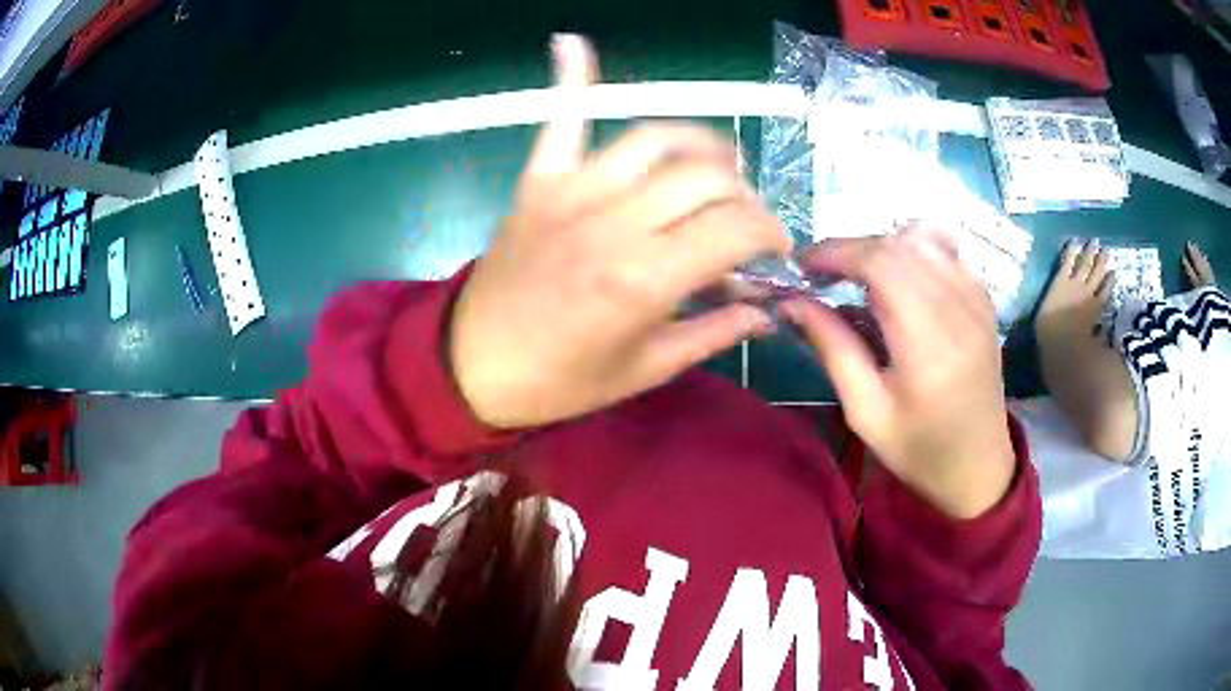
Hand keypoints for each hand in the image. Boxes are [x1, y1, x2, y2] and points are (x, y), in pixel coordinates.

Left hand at [448, 35, 791, 428]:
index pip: (736, 227)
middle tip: (743, 223)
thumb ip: (714, 333)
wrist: (473, 368)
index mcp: (645, 278)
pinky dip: (571, 80)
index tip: (776, 250)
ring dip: (699, 144)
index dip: (771, 232)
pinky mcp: (538, 182)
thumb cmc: (561, 381)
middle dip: (743, 196)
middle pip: (706, 176)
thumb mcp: (645, 371)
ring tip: (716, 165)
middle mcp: (615, 221)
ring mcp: (572, 192)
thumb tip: (767, 309)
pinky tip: (573, 41)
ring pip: (655, 139)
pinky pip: (558, 121)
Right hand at [781, 229, 1015, 518]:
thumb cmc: (919, 449)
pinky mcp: (985, 301)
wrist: (978, 466)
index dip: (838, 253)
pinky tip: (899, 280)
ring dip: (883, 248)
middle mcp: (960, 311)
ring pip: (924, 240)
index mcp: (929, 346)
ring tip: (859, 276)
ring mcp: (978, 301)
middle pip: (900, 245)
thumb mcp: (866, 412)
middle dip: (854, 249)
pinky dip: (913, 252)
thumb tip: (792, 301)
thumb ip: (833, 348)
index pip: (882, 264)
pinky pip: (945, 253)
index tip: (804, 265)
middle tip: (824, 274)